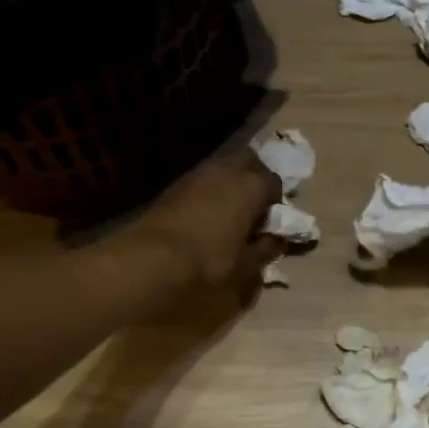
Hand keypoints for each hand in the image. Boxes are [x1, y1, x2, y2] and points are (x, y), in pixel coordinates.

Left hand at [131, 150, 283, 290]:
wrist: (152, 258)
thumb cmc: (209, 261)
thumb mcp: (246, 264)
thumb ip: (266, 249)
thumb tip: (276, 241)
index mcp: (252, 185)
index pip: (274, 183)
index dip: (275, 202)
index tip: (270, 223)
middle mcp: (227, 170)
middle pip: (249, 162)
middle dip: (254, 179)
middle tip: (252, 207)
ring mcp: (198, 173)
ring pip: (223, 168)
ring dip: (229, 184)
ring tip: (227, 212)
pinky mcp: (175, 183)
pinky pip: (202, 180)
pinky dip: (208, 191)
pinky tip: (204, 215)